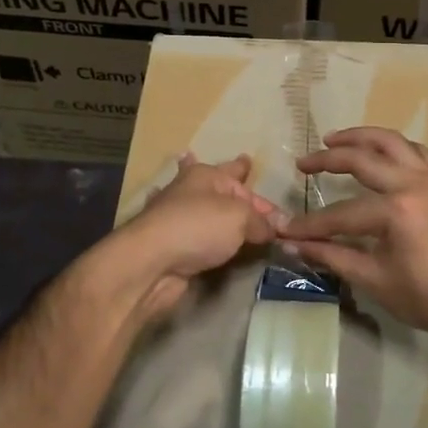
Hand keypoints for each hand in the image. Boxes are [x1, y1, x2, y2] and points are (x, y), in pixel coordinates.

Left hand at [94, 153, 278, 325]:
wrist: (152, 263)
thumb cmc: (198, 227)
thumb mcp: (240, 217)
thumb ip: (261, 221)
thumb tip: (275, 229)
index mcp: (206, 176)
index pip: (238, 174)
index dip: (252, 178)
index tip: (259, 177)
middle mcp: (190, 193)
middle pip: (218, 186)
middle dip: (228, 176)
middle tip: (240, 164)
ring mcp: (178, 219)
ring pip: (205, 210)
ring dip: (214, 206)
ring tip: (225, 200)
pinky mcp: (173, 247)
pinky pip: (199, 237)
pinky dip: (205, 235)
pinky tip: (205, 235)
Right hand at [279, 127, 427, 336]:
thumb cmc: (425, 296)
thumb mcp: (373, 279)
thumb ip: (331, 256)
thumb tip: (293, 246)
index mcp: (396, 210)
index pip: (341, 213)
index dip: (311, 224)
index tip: (287, 229)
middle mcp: (415, 184)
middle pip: (363, 159)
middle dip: (328, 159)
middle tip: (304, 162)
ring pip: (393, 142)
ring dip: (362, 137)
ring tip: (336, 139)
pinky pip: (418, 152)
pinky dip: (395, 147)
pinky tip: (381, 152)